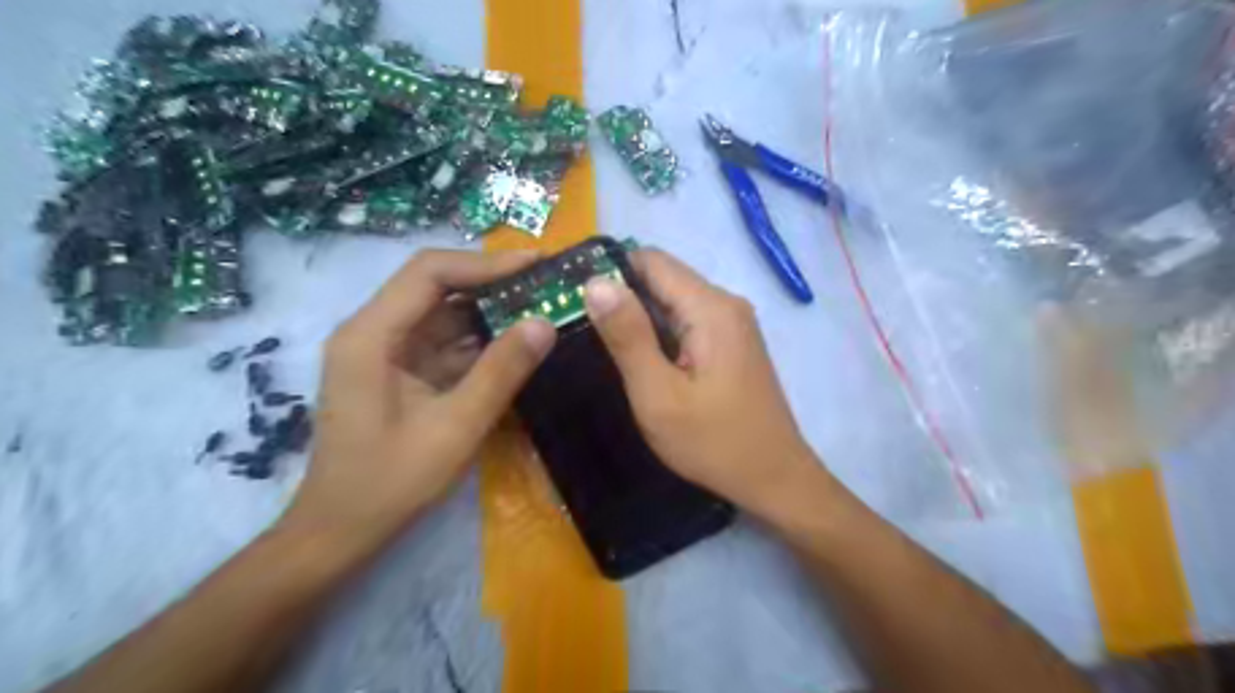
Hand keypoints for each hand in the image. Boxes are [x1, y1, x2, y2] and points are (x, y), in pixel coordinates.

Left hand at [283, 251, 556, 549]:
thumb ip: (501, 373)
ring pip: (444, 313)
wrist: (341, 531)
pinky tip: (518, 344)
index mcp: (371, 335)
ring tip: (543, 307)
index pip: (430, 273)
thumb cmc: (390, 483)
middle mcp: (374, 331)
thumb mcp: (455, 428)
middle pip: (436, 286)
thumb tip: (544, 323)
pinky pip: (446, 342)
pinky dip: (482, 340)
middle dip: (494, 282)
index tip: (538, 265)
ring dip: (492, 311)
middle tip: (548, 283)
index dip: (486, 263)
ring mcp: (387, 352)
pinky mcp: (401, 371)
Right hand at [585, 248, 823, 515]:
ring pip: (674, 301)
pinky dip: (661, 332)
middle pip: (664, 279)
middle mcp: (726, 303)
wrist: (774, 479)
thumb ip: (628, 336)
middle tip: (580, 326)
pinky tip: (641, 359)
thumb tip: (596, 282)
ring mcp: (734, 324)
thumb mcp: (659, 394)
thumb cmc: (713, 442)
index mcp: (710, 307)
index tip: (573, 294)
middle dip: (622, 296)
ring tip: (603, 344)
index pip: (651, 260)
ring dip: (639, 317)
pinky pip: (688, 322)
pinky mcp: (733, 343)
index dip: (609, 271)